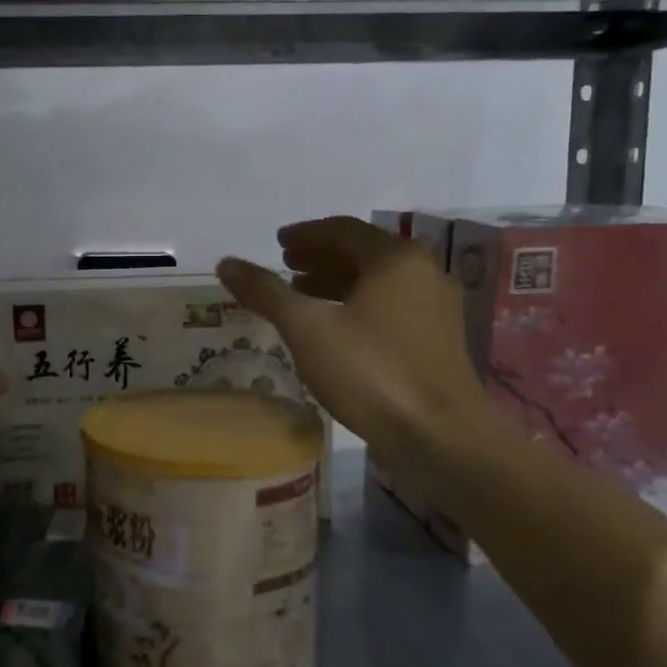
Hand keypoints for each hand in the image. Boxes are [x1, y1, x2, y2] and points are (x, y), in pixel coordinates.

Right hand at [217, 217, 490, 463]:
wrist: (440, 437)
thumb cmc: (372, 372)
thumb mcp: (308, 329)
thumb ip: (266, 292)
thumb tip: (226, 263)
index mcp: (396, 258)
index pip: (343, 229)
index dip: (306, 234)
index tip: (277, 243)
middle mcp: (423, 272)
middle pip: (363, 253)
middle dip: (321, 257)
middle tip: (286, 265)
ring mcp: (435, 308)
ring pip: (377, 283)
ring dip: (337, 282)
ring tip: (301, 294)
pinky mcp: (437, 341)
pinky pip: (389, 307)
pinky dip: (356, 306)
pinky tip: (334, 329)